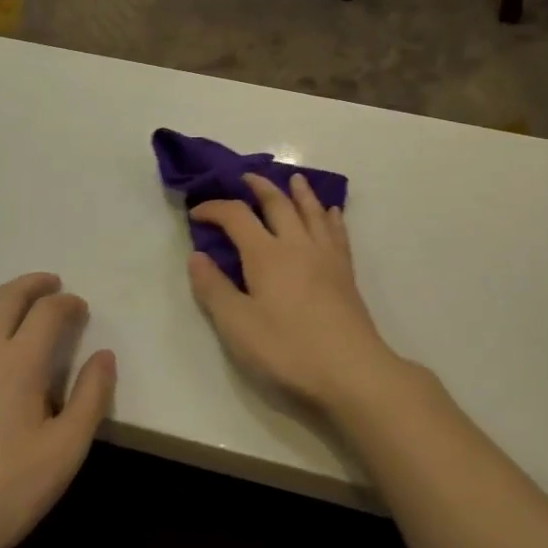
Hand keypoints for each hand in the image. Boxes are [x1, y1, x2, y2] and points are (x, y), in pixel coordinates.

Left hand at [0, 273, 114, 547]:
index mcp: (19, 361)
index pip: (47, 312)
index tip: (81, 309)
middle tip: (53, 284)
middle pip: (7, 297)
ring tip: (20, 296)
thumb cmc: (6, 489)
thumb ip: (92, 397)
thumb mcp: (66, 450)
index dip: (68, 304)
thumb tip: (104, 356)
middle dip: (33, 285)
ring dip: (3, 293)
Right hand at [187, 173, 402, 413]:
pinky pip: (337, 232)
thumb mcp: (238, 325)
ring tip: (294, 179)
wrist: (351, 370)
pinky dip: (331, 216)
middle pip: (278, 203)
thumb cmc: (288, 349)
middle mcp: (296, 244)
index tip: (196, 212)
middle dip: (259, 187)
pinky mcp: (345, 272)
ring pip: (312, 211)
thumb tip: (196, 256)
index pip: (236, 216)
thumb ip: (214, 289)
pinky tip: (332, 212)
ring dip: (300, 192)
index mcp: (266, 254)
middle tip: (246, 178)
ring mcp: (325, 255)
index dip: (214, 208)